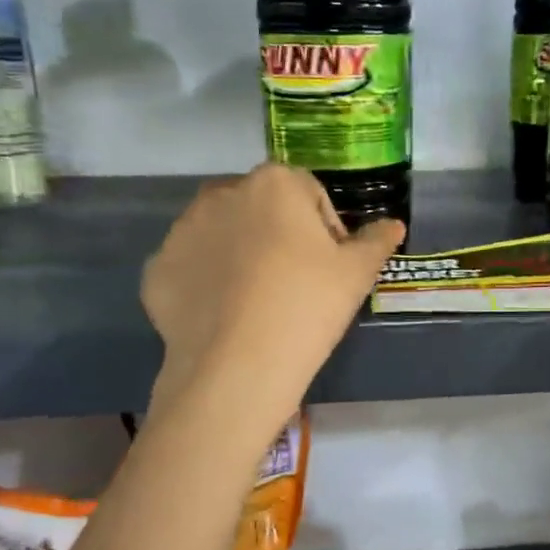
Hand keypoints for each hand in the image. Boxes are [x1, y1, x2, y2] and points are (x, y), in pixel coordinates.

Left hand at [141, 164, 403, 428]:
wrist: (237, 366)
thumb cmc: (307, 307)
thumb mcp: (356, 275)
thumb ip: (376, 241)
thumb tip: (392, 224)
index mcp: (274, 183)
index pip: (309, 194)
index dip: (326, 230)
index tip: (330, 269)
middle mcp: (222, 193)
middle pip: (262, 208)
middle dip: (279, 235)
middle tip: (295, 285)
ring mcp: (181, 231)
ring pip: (222, 234)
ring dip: (240, 254)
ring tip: (257, 303)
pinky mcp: (157, 269)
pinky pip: (192, 268)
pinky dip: (207, 283)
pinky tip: (225, 317)